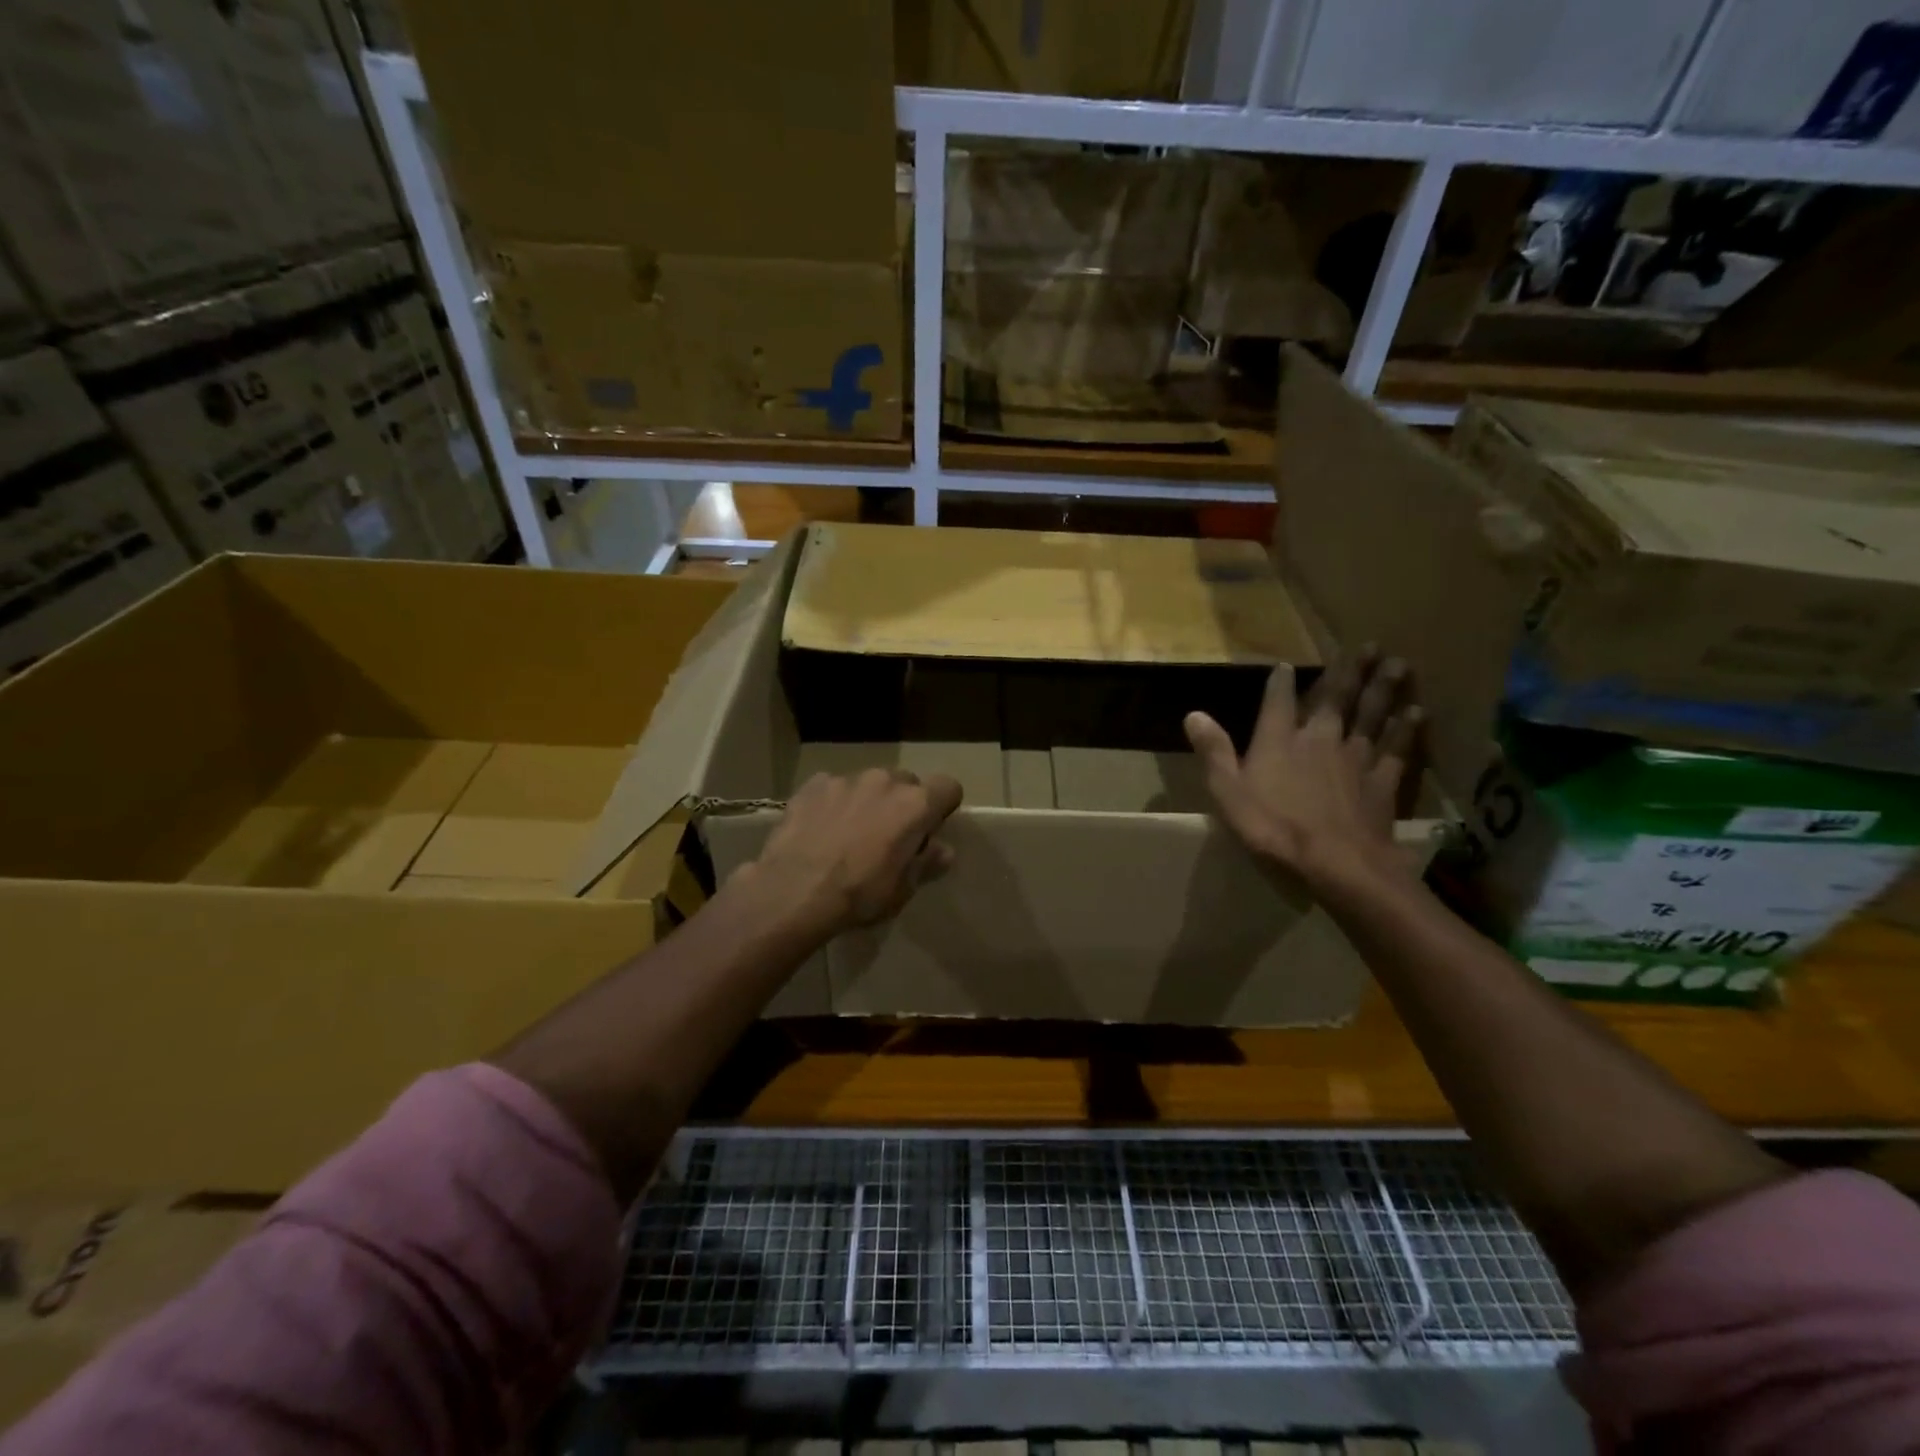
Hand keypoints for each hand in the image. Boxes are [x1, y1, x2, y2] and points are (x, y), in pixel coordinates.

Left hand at [742, 769, 962, 939]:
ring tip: (849, 833)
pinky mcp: (813, 784)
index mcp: (915, 805)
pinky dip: (833, 803)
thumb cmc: (859, 895)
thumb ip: (926, 863)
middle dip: (902, 803)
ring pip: (868, 783)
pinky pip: (833, 788)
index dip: (942, 807)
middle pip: (906, 782)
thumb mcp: (902, 889)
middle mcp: (884, 781)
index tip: (929, 830)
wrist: (794, 891)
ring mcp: (846, 779)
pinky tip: (820, 829)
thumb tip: (943, 850)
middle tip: (888, 836)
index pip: (949, 787)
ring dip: (867, 801)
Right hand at [1185, 649, 1423, 897]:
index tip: (1285, 665)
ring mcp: (1355, 758)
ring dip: (1384, 689)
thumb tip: (1193, 714)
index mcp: (1279, 741)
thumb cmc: (1273, 827)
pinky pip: (1396, 749)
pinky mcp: (1382, 781)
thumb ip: (1214, 751)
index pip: (1278, 702)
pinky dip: (1406, 730)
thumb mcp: (1228, 792)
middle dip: (1350, 671)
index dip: (1280, 682)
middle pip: (1337, 699)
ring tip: (1399, 664)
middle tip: (1370, 646)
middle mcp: (1319, 738)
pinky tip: (1417, 713)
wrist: (1336, 862)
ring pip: (1372, 715)